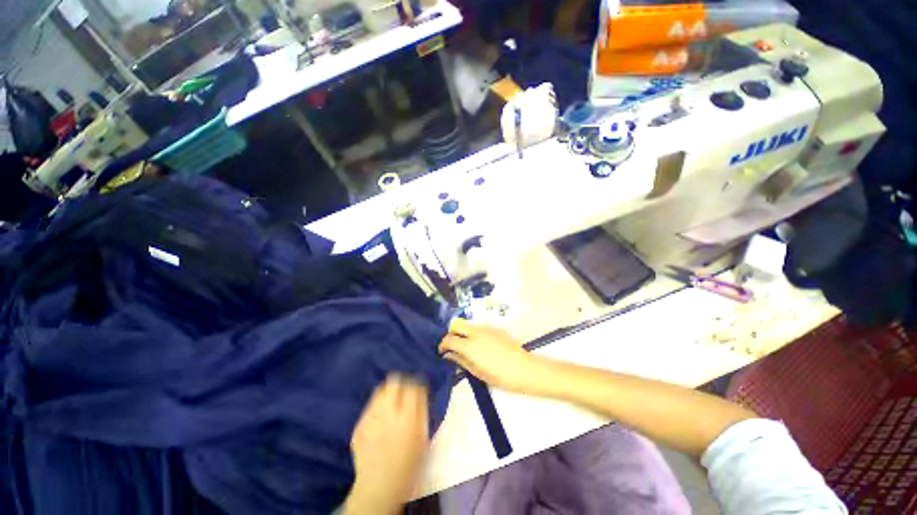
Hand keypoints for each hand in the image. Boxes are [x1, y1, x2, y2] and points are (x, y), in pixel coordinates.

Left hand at [344, 375, 429, 514]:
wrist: (379, 487)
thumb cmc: (408, 463)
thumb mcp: (422, 437)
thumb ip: (421, 410)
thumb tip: (421, 390)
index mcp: (406, 416)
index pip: (412, 385)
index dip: (416, 383)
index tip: (418, 386)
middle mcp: (386, 412)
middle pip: (393, 381)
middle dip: (400, 382)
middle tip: (404, 390)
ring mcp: (370, 418)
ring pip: (379, 391)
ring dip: (387, 393)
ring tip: (391, 403)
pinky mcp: (358, 425)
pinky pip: (370, 407)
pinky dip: (377, 408)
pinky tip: (380, 419)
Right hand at [439, 319, 542, 393]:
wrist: (523, 368)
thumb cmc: (499, 375)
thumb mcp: (477, 371)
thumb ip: (460, 360)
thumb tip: (448, 354)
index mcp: (469, 345)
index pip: (449, 339)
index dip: (443, 344)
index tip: (442, 352)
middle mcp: (476, 332)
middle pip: (456, 324)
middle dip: (452, 333)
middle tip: (454, 346)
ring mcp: (486, 328)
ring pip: (469, 325)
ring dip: (464, 333)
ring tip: (469, 347)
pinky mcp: (495, 328)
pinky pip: (480, 328)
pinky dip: (476, 334)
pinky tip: (483, 346)